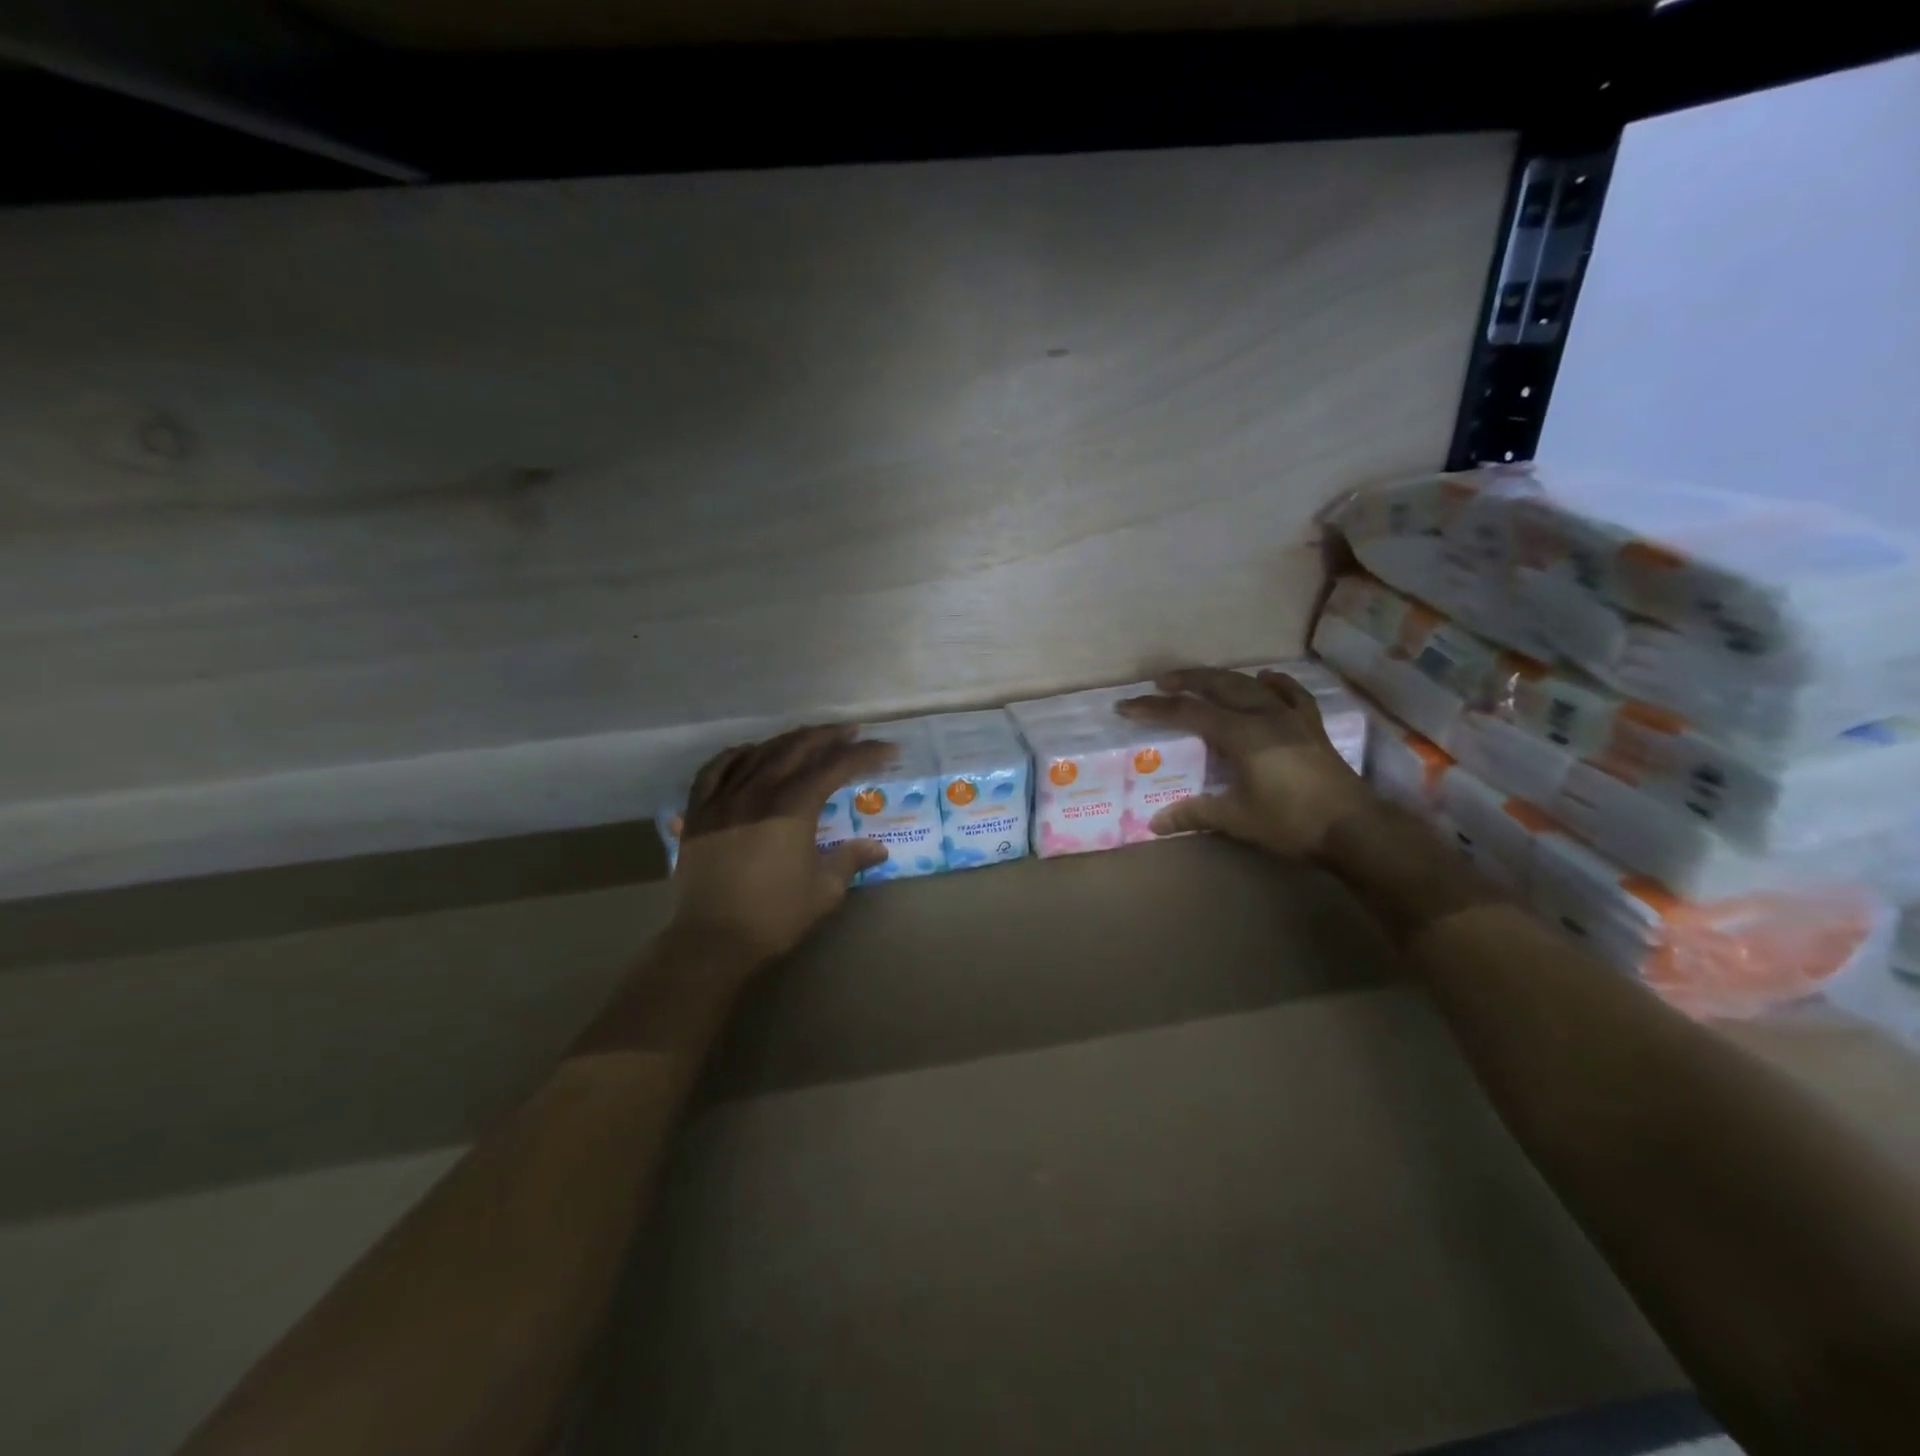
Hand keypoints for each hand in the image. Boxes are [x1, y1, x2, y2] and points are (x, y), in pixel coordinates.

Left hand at [668, 725, 891, 964]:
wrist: (713, 941)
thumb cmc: (775, 916)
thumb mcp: (824, 890)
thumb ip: (850, 860)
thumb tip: (879, 849)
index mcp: (793, 807)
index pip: (835, 767)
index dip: (864, 755)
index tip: (887, 749)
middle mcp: (759, 792)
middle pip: (797, 749)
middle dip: (829, 737)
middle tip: (852, 732)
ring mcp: (724, 798)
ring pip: (759, 753)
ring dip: (789, 740)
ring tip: (809, 738)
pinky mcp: (698, 812)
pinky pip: (715, 770)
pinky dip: (735, 755)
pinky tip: (748, 752)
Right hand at [1117, 667, 1375, 858]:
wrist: (1354, 829)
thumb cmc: (1291, 823)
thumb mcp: (1238, 819)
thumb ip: (1195, 814)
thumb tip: (1155, 823)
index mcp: (1241, 734)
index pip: (1188, 713)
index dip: (1154, 709)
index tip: (1127, 706)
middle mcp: (1264, 716)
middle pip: (1218, 686)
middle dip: (1186, 681)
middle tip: (1159, 683)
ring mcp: (1291, 718)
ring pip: (1250, 685)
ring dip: (1222, 679)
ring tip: (1201, 680)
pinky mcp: (1311, 727)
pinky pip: (1292, 694)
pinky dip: (1274, 684)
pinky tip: (1265, 680)